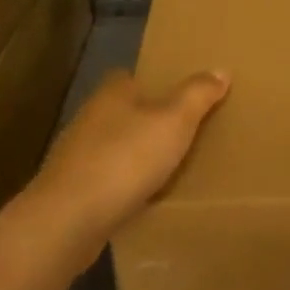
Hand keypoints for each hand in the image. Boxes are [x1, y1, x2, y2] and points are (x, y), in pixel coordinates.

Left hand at [14, 68, 229, 262]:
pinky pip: (105, 179)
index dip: (154, 83)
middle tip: (182, 132)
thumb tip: (221, 69)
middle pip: (123, 111)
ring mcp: (76, 155)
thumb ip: (198, 95)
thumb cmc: (125, 159)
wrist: (68, 220)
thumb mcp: (174, 121)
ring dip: (134, 154)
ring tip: (168, 167)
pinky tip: (142, 198)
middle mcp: (90, 117)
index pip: (130, 76)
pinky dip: (122, 184)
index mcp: (112, 93)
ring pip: (113, 146)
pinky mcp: (72, 190)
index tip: (178, 95)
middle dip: (146, 120)